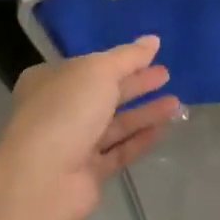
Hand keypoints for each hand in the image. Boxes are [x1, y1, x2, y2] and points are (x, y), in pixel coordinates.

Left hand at [0, 37, 181, 219]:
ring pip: (115, 124)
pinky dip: (140, 140)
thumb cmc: (66, 111)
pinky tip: (164, 130)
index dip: (121, 61)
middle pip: (104, 94)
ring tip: (176, 104)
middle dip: (136, 85)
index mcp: (51, 81)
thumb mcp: (99, 71)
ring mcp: (72, 144)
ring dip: (144, 113)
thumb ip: (129, 56)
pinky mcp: (87, 173)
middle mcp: (59, 111)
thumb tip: (153, 40)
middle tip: (166, 76)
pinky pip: (118, 151)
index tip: (151, 56)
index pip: (90, 66)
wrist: (43, 179)